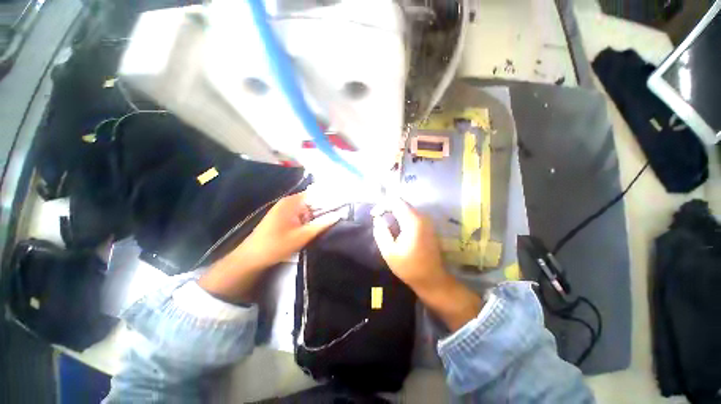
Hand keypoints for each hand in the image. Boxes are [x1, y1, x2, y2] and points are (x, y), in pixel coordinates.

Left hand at [199, 191, 342, 302]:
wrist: (251, 257)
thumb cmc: (276, 245)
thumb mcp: (301, 236)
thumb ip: (321, 224)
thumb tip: (339, 215)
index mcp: (292, 202)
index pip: (316, 193)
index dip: (329, 197)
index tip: (342, 203)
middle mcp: (289, 202)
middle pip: (312, 200)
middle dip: (325, 207)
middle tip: (340, 214)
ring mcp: (285, 209)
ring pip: (308, 208)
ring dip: (318, 214)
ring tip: (332, 220)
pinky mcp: (284, 217)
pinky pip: (302, 214)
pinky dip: (310, 219)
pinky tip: (317, 226)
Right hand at [371, 199, 448, 291]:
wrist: (432, 279)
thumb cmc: (409, 267)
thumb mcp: (389, 251)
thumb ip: (381, 232)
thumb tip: (378, 219)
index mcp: (413, 221)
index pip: (396, 201)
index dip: (382, 205)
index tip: (374, 215)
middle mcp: (422, 217)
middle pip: (402, 202)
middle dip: (387, 207)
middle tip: (377, 217)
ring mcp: (426, 221)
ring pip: (407, 208)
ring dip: (394, 211)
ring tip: (383, 221)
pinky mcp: (427, 226)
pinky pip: (411, 214)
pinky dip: (401, 216)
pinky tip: (394, 226)